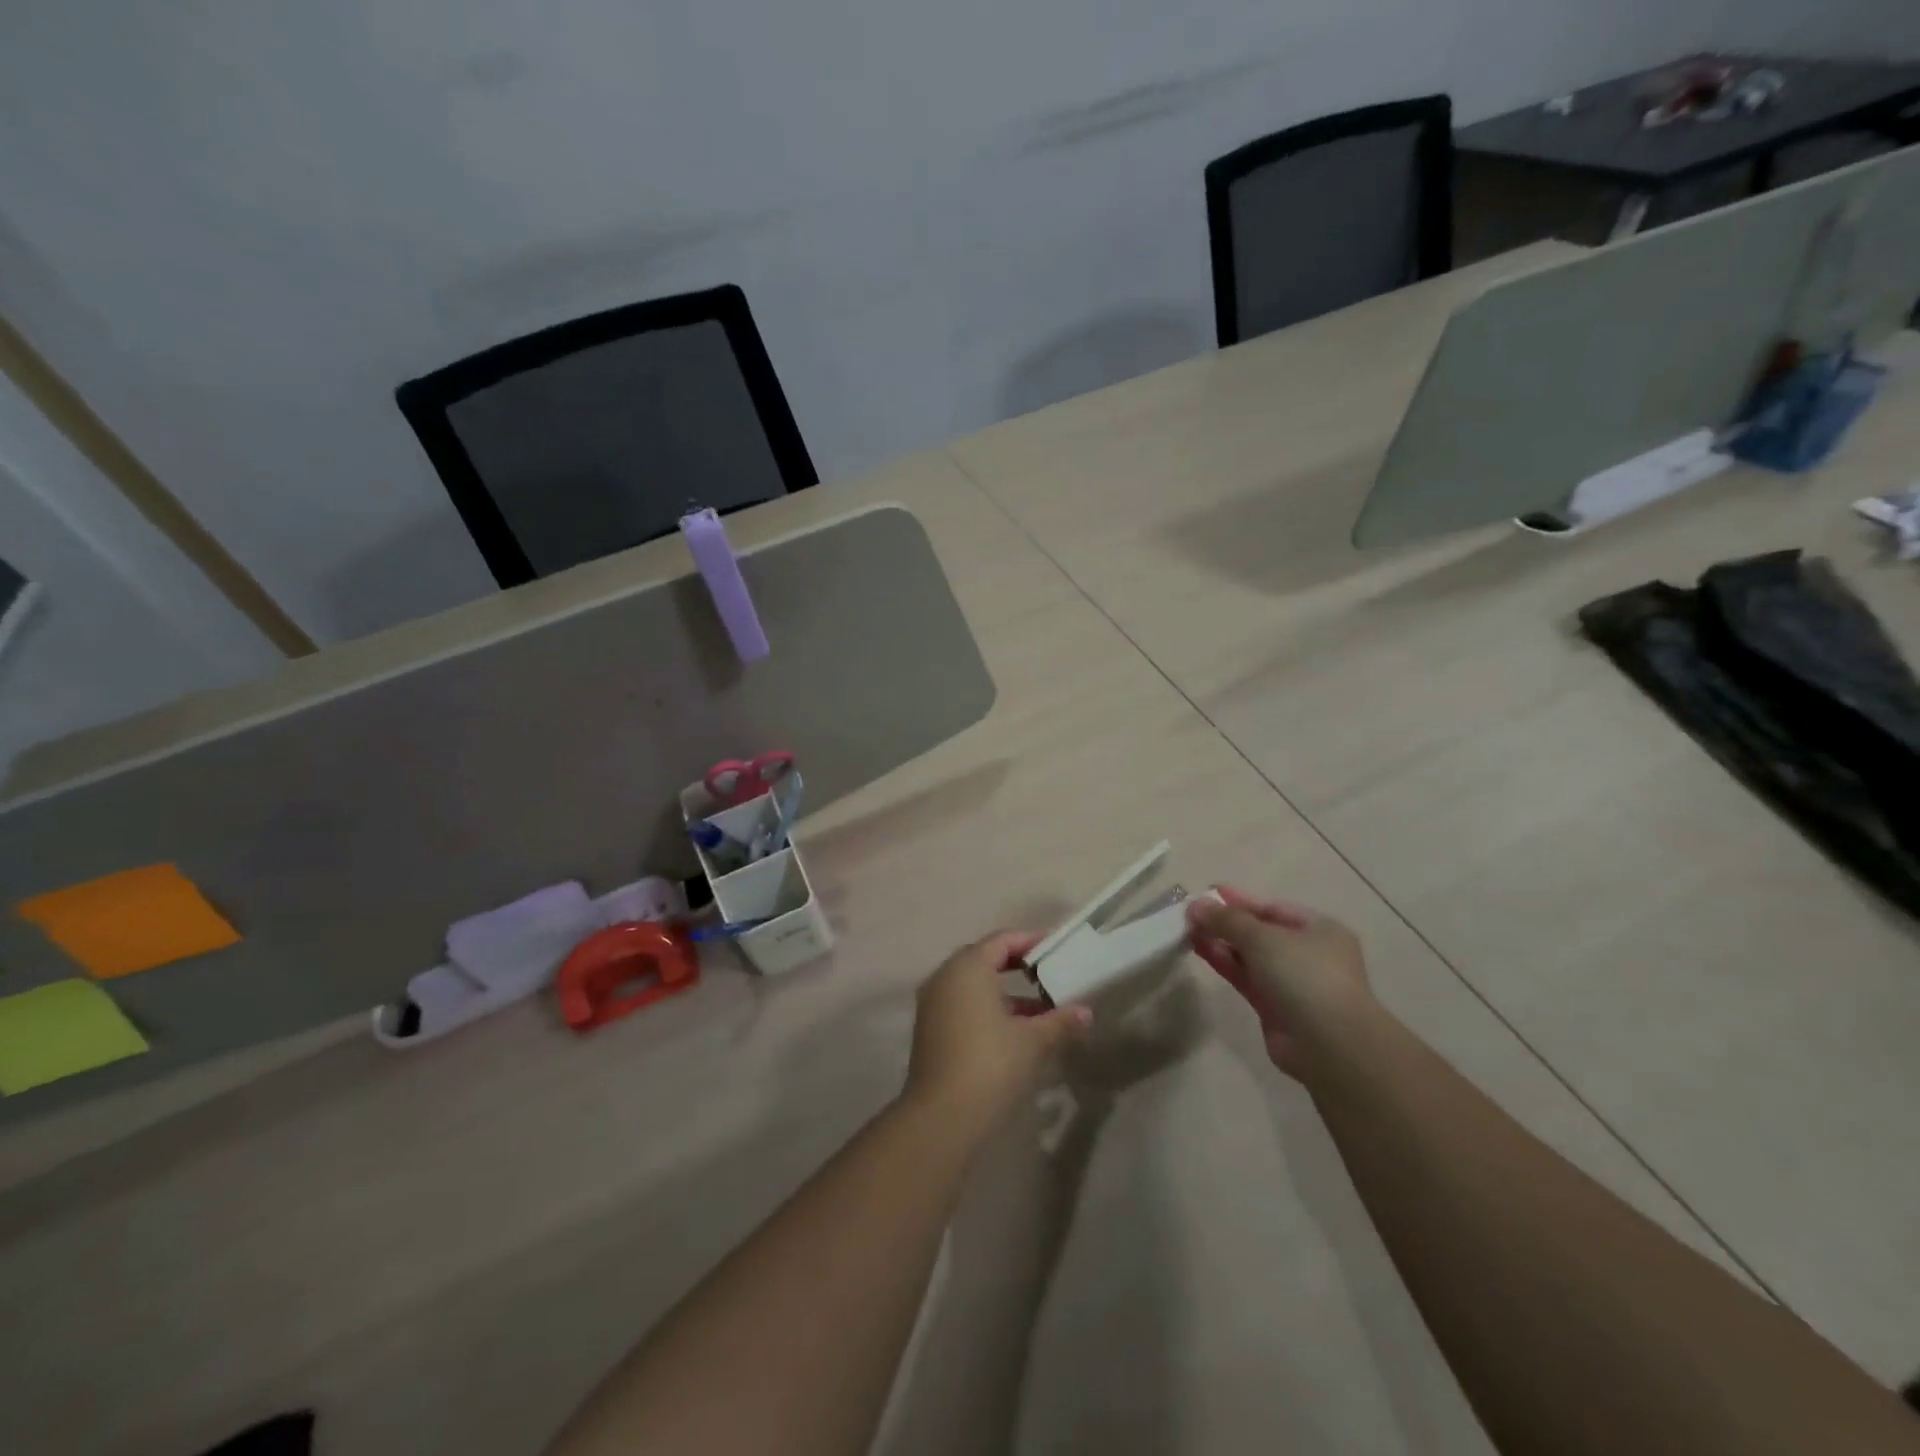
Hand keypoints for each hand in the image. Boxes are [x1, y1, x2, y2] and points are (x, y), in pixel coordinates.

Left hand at [904, 931, 1092, 1137]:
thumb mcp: (1033, 1041)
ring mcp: (933, 1004)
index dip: (1031, 942)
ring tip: (1042, 1012)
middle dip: (1018, 968)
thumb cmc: (991, 1064)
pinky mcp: (930, 1030)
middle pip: (985, 960)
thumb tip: (1086, 1013)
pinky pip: (963, 1005)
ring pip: (974, 986)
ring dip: (1006, 994)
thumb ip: (1060, 1021)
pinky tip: (1015, 1033)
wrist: (942, 1117)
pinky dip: (988, 1010)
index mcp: (968, 967)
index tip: (1056, 949)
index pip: (1002, 941)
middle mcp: (945, 977)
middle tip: (1049, 976)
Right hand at [1186, 888, 1375, 1080]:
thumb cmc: (1304, 975)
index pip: (1272, 909)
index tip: (1206, 892)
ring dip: (1221, 942)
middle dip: (1226, 923)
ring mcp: (1292, 983)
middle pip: (1260, 932)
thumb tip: (1196, 904)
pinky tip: (1200, 950)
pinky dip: (1225, 963)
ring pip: (1250, 956)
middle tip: (1190, 914)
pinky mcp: (1274, 1008)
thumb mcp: (1263, 937)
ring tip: (1188, 930)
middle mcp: (1308, 954)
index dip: (1238, 900)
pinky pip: (1245, 977)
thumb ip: (1228, 919)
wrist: (1329, 1045)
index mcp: (1319, 930)